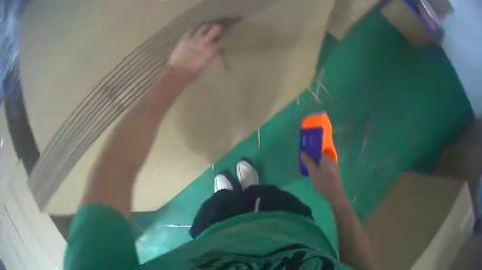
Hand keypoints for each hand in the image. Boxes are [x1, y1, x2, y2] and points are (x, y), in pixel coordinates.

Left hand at [168, 23, 223, 81]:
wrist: (177, 73)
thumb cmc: (193, 73)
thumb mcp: (208, 66)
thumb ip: (215, 56)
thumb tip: (219, 49)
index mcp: (211, 50)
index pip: (223, 39)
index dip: (227, 35)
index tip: (227, 33)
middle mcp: (204, 41)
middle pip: (216, 29)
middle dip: (218, 28)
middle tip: (218, 28)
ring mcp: (194, 38)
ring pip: (204, 26)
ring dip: (208, 26)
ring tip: (209, 26)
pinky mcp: (185, 38)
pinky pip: (193, 29)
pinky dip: (197, 28)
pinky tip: (197, 29)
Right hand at [300, 152, 346, 202]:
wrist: (334, 193)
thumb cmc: (322, 181)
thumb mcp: (313, 172)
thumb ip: (308, 161)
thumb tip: (302, 152)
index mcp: (326, 157)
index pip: (317, 151)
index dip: (310, 152)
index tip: (304, 156)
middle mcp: (331, 159)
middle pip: (320, 157)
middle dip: (313, 159)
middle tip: (305, 164)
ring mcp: (334, 166)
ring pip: (323, 162)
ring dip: (317, 165)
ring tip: (310, 170)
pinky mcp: (334, 172)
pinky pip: (326, 167)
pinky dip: (321, 169)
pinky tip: (317, 175)